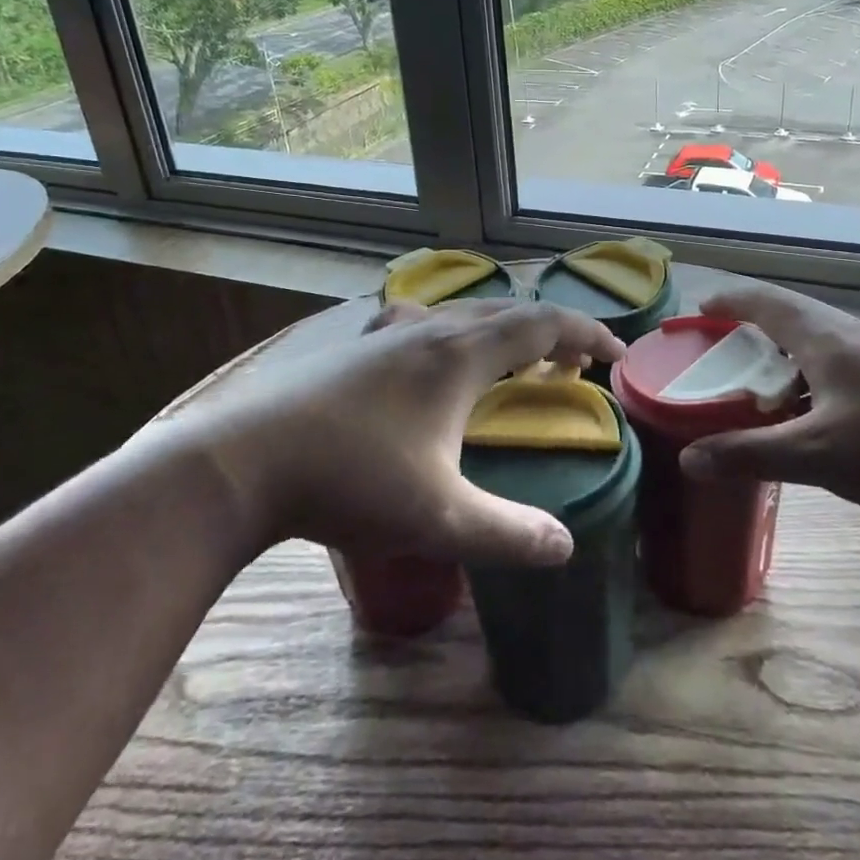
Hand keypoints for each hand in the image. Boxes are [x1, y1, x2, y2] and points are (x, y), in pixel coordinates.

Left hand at [136, 298, 624, 566]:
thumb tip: (566, 547)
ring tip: (513, 364)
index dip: (587, 335)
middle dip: (551, 335)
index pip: (543, 325)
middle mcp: (429, 329)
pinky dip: (451, 332)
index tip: (617, 355)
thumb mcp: (439, 518)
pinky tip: (429, 356)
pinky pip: (421, 321)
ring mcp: (386, 332)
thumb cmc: (350, 482)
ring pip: (462, 313)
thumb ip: (509, 534)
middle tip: (573, 369)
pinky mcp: (353, 347)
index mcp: (460, 355)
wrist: (243, 462)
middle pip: (507, 312)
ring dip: (501, 331)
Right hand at [679, 280, 859, 515]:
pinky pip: (829, 362)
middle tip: (714, 349)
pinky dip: (800, 373)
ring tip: (750, 380)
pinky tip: (802, 410)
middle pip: (784, 313)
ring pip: (809, 339)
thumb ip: (750, 454)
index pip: (761, 300)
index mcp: (821, 336)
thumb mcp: (816, 454)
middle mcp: (844, 334)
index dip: (726, 302)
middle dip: (745, 325)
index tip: (697, 312)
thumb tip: (688, 459)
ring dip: (774, 351)